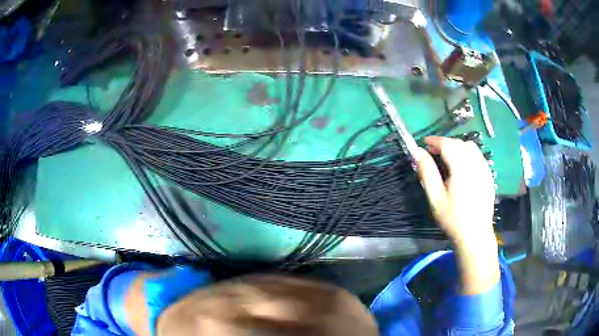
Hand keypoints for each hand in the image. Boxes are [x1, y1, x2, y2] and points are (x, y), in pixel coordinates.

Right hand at [415, 136, 499, 294]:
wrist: (475, 234)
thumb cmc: (453, 218)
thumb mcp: (435, 197)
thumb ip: (427, 172)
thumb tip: (418, 152)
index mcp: (461, 168)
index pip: (447, 144)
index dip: (435, 141)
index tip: (424, 143)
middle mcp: (475, 163)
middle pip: (459, 143)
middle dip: (445, 143)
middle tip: (434, 152)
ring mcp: (484, 168)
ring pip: (470, 147)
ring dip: (457, 146)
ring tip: (448, 157)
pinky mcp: (489, 174)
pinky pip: (478, 155)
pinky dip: (468, 153)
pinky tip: (463, 165)